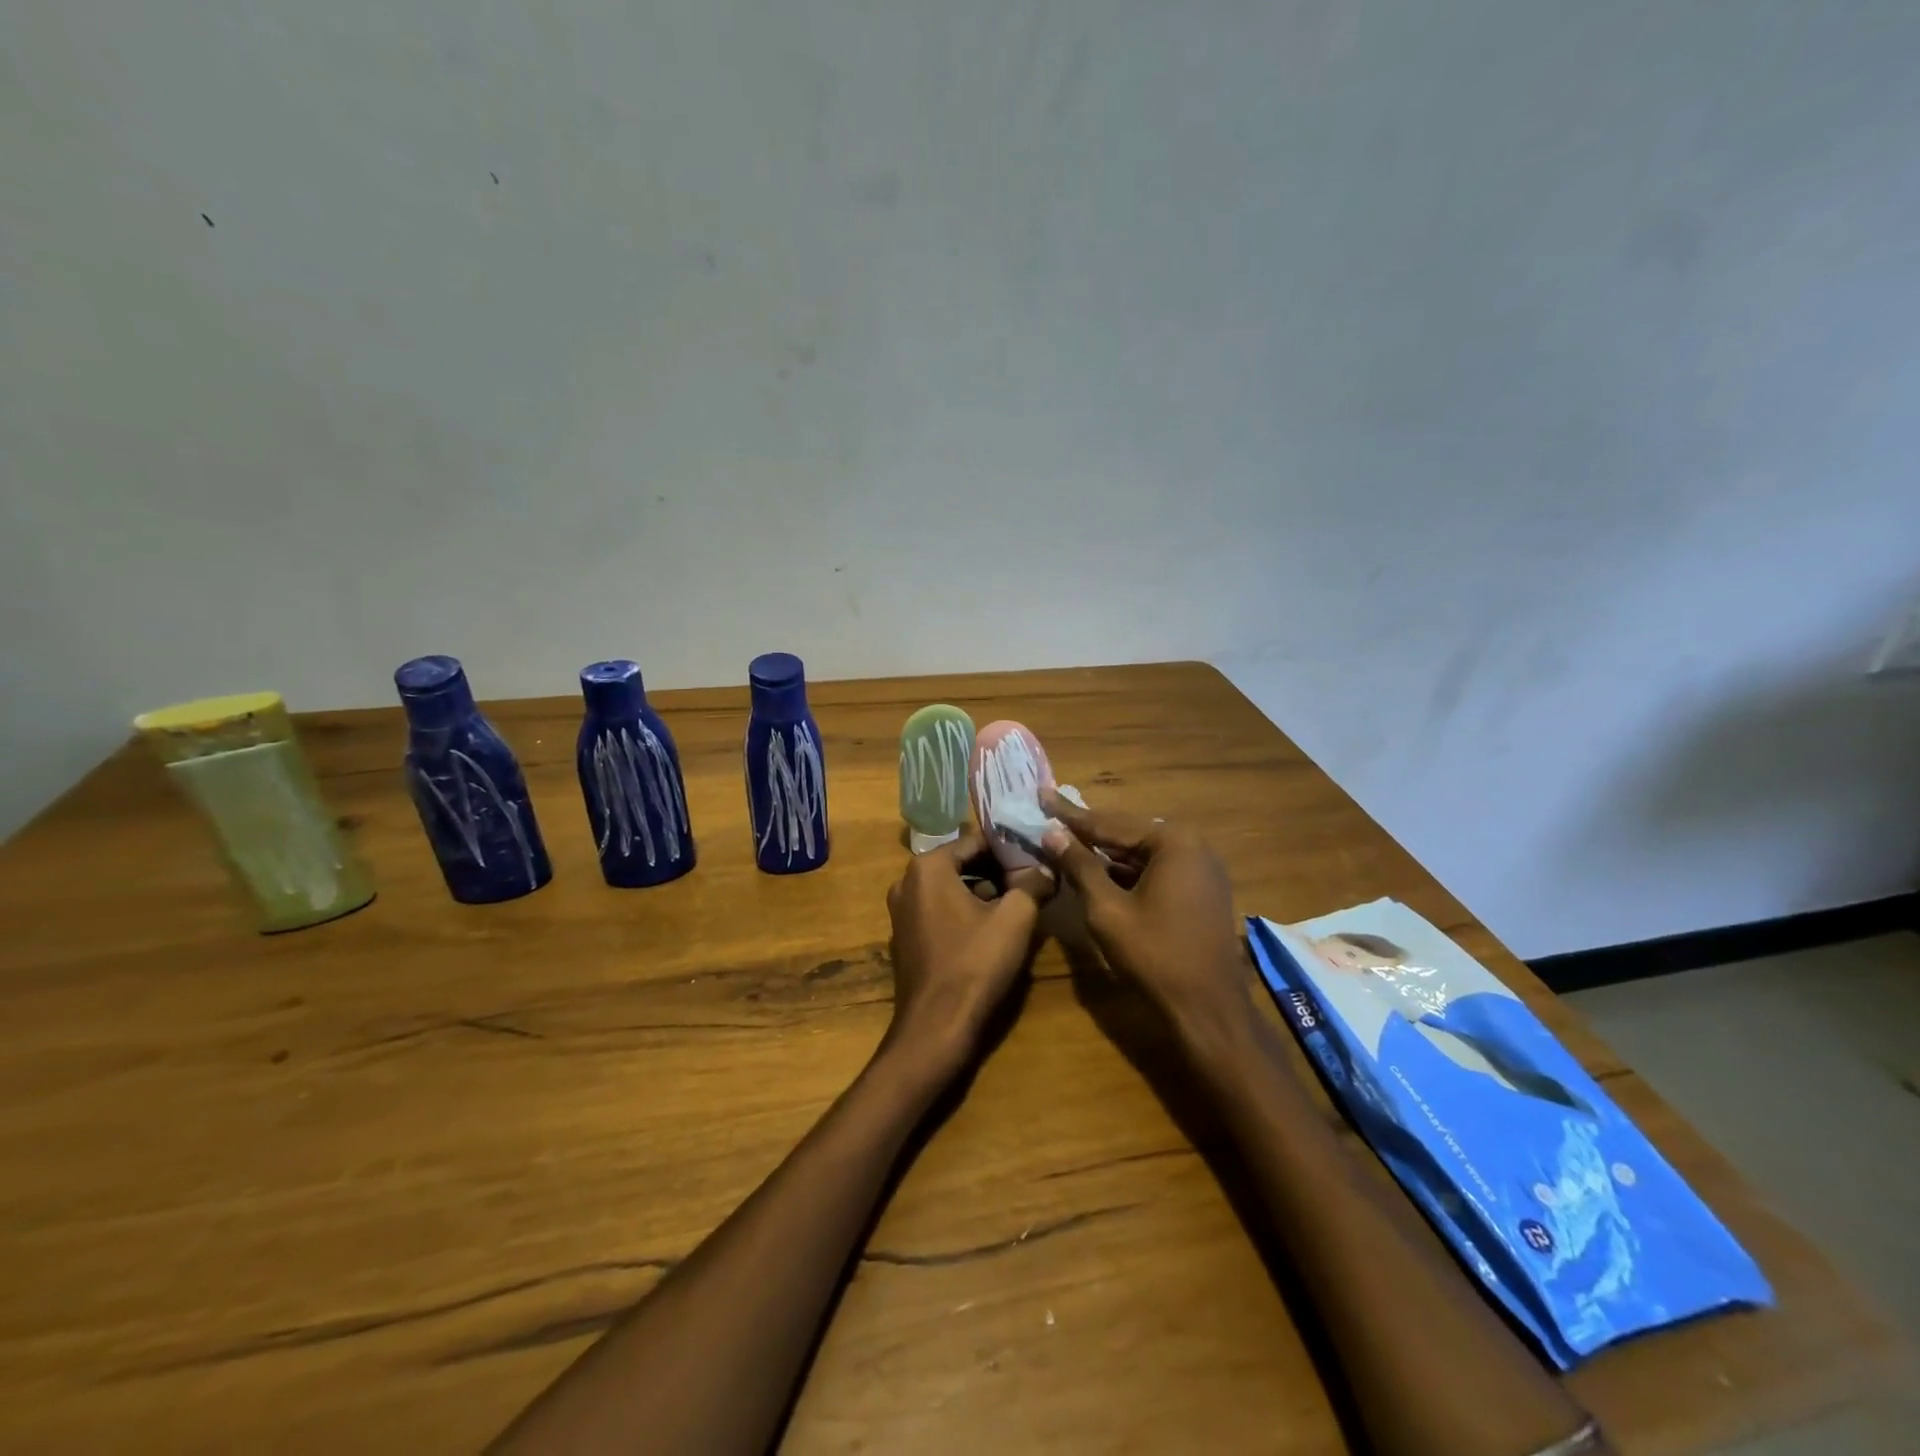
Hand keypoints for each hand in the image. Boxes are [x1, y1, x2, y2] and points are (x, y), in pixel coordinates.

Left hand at [884, 830, 1049, 1068]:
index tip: (1036, 856)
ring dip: (983, 892)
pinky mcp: (905, 938)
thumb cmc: (975, 964)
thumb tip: (1047, 867)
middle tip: (1032, 880)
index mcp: (928, 867)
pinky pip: (940, 911)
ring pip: (951, 889)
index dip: (1009, 848)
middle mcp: (907, 882)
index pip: (976, 841)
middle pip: (962, 864)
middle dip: (997, 870)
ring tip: (1019, 903)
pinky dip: (965, 912)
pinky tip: (993, 929)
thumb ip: (1032, 884)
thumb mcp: (1015, 918)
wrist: (935, 1028)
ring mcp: (901, 912)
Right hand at [1037, 795, 1246, 1028]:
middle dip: (1088, 832)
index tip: (1042, 794)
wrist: (1208, 1009)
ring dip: (1106, 855)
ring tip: (1067, 844)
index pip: (1110, 823)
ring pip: (1141, 855)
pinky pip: (1157, 871)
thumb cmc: (1155, 955)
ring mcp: (1202, 869)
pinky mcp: (1202, 892)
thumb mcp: (1107, 909)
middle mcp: (1193, 846)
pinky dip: (1127, 873)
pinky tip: (1099, 873)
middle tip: (1051, 818)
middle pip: (1128, 835)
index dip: (1070, 814)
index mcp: (1173, 841)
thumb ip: (1079, 866)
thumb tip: (1052, 833)